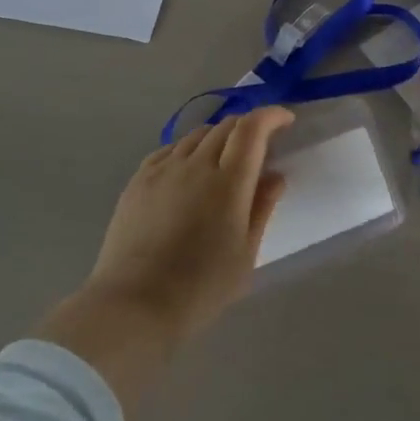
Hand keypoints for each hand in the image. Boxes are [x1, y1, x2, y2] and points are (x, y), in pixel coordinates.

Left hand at [35, 109, 292, 406]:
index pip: (253, 129)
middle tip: (260, 145)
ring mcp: (163, 169)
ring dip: (219, 136)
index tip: (285, 120)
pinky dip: (189, 149)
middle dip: (249, 127)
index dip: (271, 116)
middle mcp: (196, 164)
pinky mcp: (138, 180)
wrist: (134, 304)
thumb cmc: (201, 287)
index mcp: (229, 182)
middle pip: (226, 126)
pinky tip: (189, 169)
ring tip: (224, 159)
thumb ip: (262, 208)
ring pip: (197, 135)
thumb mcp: (245, 254)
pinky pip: (170, 149)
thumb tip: (275, 175)